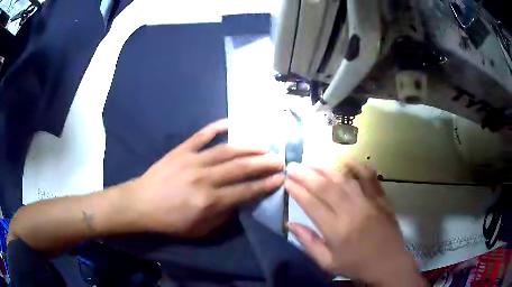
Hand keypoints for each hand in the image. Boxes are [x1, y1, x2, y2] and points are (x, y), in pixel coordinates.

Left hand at [128, 119, 284, 236]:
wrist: (141, 204)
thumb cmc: (170, 221)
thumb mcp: (199, 230)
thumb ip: (223, 217)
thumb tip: (240, 202)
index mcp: (210, 201)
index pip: (245, 191)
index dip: (265, 184)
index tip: (280, 178)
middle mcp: (205, 178)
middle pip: (241, 168)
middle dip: (263, 163)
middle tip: (279, 159)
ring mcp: (192, 161)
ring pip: (226, 150)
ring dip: (248, 147)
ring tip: (264, 145)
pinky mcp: (181, 150)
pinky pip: (201, 135)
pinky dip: (216, 127)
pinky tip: (231, 122)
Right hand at [286, 162, 421, 285]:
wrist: (388, 262)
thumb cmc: (356, 265)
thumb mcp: (328, 263)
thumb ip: (309, 243)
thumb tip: (290, 225)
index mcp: (337, 231)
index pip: (312, 205)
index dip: (297, 191)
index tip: (286, 182)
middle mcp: (352, 212)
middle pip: (326, 187)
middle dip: (306, 174)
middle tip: (292, 166)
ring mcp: (369, 202)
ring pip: (344, 178)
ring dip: (325, 168)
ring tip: (311, 162)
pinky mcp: (381, 198)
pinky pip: (369, 177)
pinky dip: (357, 166)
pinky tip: (346, 161)